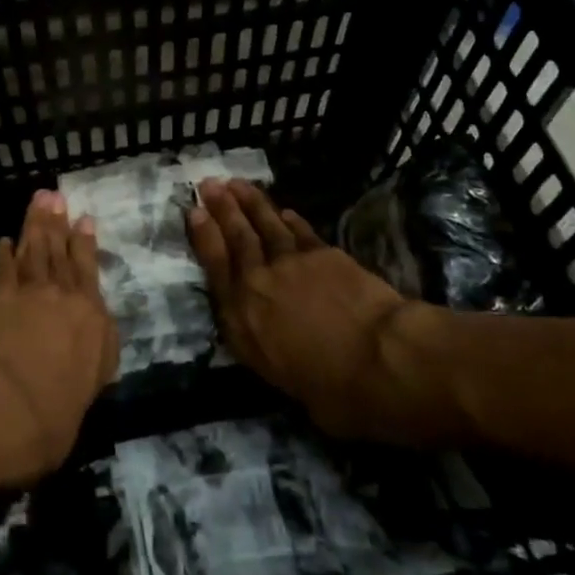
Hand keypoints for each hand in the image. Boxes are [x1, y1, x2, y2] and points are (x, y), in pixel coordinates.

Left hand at [0, 190, 119, 482]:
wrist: (3, 407)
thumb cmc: (52, 418)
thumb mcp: (86, 398)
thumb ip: (89, 369)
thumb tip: (87, 358)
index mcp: (94, 323)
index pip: (90, 274)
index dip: (86, 244)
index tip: (85, 219)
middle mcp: (66, 298)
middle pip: (62, 252)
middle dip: (60, 223)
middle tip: (57, 195)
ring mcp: (31, 294)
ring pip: (35, 250)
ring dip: (36, 224)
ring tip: (39, 201)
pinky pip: (3, 269)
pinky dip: (4, 253)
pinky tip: (4, 240)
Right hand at [187, 179, 461, 443]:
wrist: (380, 359)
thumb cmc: (334, 391)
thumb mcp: (283, 381)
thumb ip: (271, 353)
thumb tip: (280, 348)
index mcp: (243, 321)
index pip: (215, 268)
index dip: (204, 237)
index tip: (194, 211)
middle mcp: (259, 284)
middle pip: (237, 238)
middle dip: (222, 208)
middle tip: (209, 183)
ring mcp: (292, 264)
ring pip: (266, 225)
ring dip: (251, 202)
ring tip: (237, 183)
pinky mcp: (324, 254)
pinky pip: (301, 232)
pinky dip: (291, 220)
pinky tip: (285, 211)